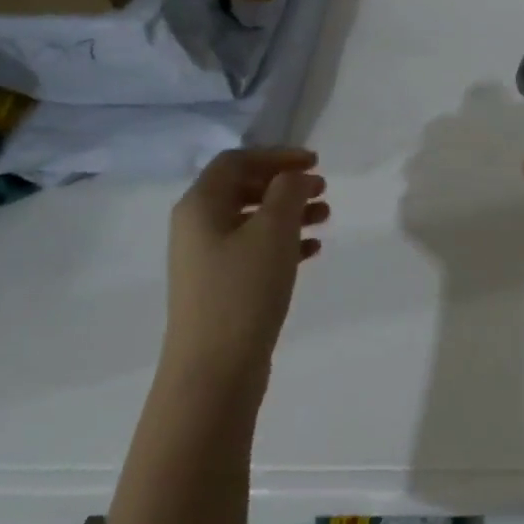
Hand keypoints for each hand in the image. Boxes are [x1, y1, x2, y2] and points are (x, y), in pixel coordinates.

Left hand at [164, 147, 328, 404]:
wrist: (214, 368)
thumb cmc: (244, 289)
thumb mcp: (274, 231)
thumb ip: (288, 192)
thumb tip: (295, 177)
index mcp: (201, 205)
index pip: (237, 161)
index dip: (277, 155)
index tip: (315, 162)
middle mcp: (197, 226)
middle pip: (244, 188)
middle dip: (286, 184)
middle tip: (324, 188)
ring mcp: (207, 258)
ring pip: (253, 220)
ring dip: (289, 212)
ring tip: (326, 217)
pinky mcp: (221, 285)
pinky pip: (254, 249)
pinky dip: (283, 242)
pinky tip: (312, 250)